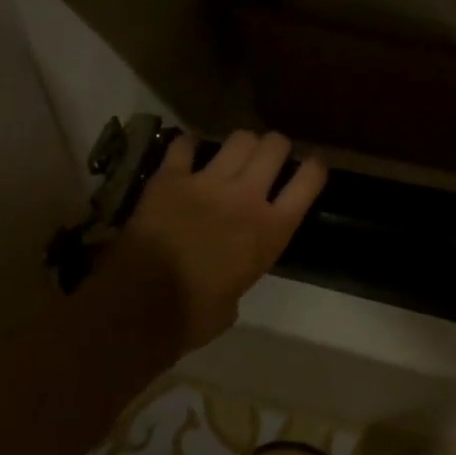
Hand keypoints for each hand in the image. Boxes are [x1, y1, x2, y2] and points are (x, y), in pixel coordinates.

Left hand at [104, 129, 326, 354]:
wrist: (141, 307)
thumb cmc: (194, 316)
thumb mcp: (235, 300)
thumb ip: (241, 274)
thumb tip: (228, 279)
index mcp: (272, 231)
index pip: (309, 181)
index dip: (314, 167)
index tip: (311, 165)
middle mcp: (247, 197)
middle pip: (275, 146)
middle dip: (276, 146)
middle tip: (269, 156)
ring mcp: (208, 183)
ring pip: (239, 139)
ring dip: (241, 143)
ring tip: (233, 153)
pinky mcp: (170, 179)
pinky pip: (183, 146)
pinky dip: (186, 146)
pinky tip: (186, 152)